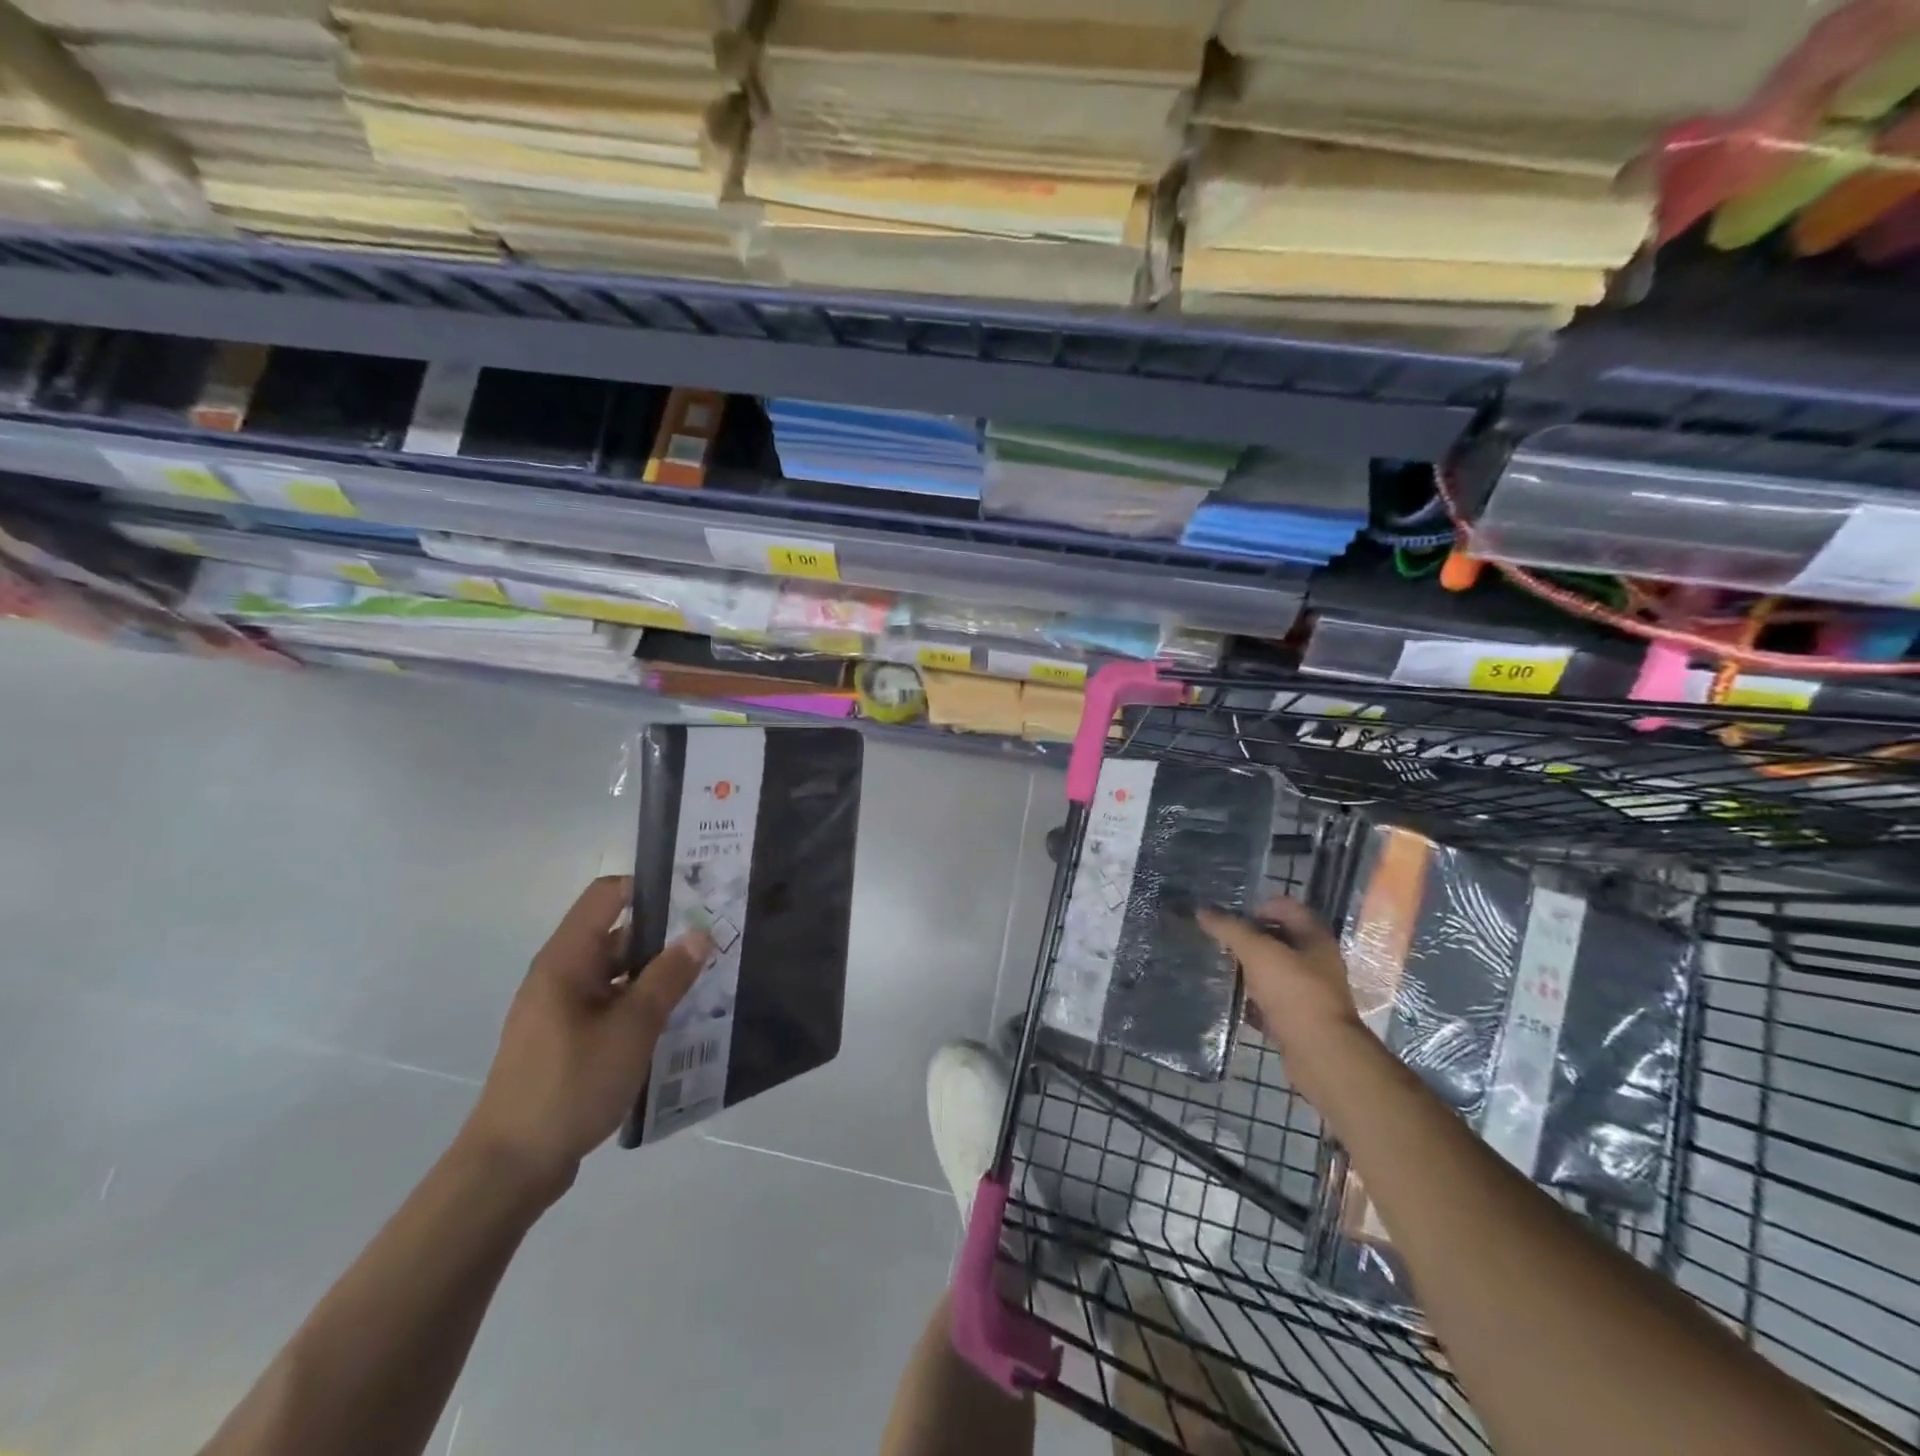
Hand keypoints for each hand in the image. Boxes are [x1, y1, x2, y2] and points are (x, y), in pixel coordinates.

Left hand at [461, 876, 712, 1196]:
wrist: (510, 1167)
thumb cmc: (570, 1085)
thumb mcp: (632, 1028)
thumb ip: (668, 977)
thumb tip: (699, 932)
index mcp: (567, 959)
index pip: (609, 895)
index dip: (651, 886)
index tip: (697, 895)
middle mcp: (561, 974)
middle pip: (617, 932)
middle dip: (666, 932)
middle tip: (716, 936)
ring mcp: (562, 1009)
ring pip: (618, 972)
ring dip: (657, 971)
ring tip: (708, 975)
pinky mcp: (568, 1039)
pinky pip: (611, 1003)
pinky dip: (642, 1002)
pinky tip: (678, 1018)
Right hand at [1198, 896, 1363, 1087]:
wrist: (1320, 1052)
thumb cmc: (1293, 991)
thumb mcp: (1257, 951)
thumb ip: (1229, 928)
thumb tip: (1201, 910)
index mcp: (1314, 937)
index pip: (1286, 907)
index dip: (1258, 906)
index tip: (1230, 917)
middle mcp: (1316, 961)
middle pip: (1278, 939)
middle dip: (1248, 938)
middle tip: (1219, 940)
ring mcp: (1309, 992)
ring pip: (1273, 971)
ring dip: (1248, 969)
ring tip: (1220, 967)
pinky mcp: (1298, 1019)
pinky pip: (1270, 1001)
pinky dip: (1251, 999)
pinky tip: (1230, 999)